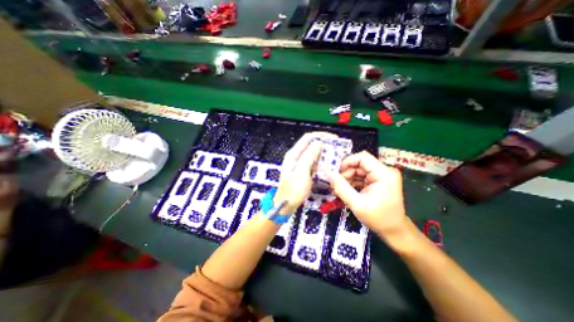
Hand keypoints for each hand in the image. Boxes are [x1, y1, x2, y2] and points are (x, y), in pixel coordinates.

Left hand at [275, 132, 336, 215]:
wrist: (285, 205)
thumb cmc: (292, 192)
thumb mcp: (301, 175)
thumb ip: (308, 158)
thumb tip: (318, 143)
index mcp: (293, 155)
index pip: (307, 138)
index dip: (321, 136)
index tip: (334, 138)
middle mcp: (295, 156)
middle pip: (310, 143)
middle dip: (324, 143)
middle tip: (337, 147)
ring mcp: (298, 162)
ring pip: (312, 152)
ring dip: (323, 151)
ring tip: (335, 154)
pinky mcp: (302, 168)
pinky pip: (313, 160)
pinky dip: (321, 159)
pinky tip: (328, 163)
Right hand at [327, 152, 407, 242]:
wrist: (394, 230)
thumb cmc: (378, 218)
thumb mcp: (357, 204)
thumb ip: (341, 188)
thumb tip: (329, 174)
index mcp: (384, 174)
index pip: (363, 157)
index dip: (347, 162)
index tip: (337, 173)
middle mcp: (385, 171)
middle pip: (360, 164)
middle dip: (346, 173)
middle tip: (337, 185)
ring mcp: (382, 175)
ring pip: (359, 170)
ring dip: (348, 178)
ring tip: (340, 189)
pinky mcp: (378, 180)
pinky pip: (362, 176)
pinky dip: (353, 182)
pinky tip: (347, 190)